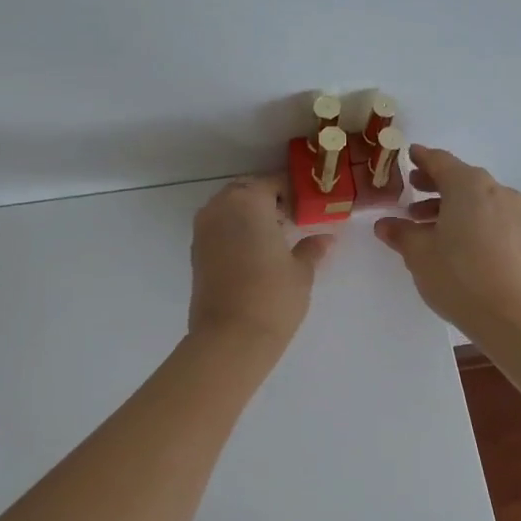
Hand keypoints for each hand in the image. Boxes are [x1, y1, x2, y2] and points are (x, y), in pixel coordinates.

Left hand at [189, 176, 334, 346]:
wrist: (230, 337)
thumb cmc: (273, 296)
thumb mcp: (301, 271)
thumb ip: (311, 248)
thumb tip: (325, 239)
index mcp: (248, 200)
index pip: (274, 183)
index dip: (293, 193)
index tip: (308, 208)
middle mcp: (220, 207)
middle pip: (247, 192)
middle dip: (268, 201)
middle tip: (291, 221)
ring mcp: (203, 229)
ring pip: (229, 209)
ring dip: (249, 216)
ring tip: (274, 239)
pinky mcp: (196, 252)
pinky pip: (218, 228)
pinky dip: (235, 232)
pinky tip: (255, 254)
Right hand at [374, 146, 520, 333]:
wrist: (507, 314)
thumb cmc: (456, 274)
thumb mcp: (418, 252)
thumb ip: (400, 232)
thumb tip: (385, 224)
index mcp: (468, 184)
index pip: (439, 160)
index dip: (421, 158)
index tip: (408, 155)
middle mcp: (493, 189)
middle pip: (459, 177)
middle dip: (433, 182)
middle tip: (410, 189)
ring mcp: (509, 211)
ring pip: (473, 197)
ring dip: (447, 203)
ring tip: (420, 222)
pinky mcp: (516, 233)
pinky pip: (484, 213)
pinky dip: (464, 216)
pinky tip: (445, 237)